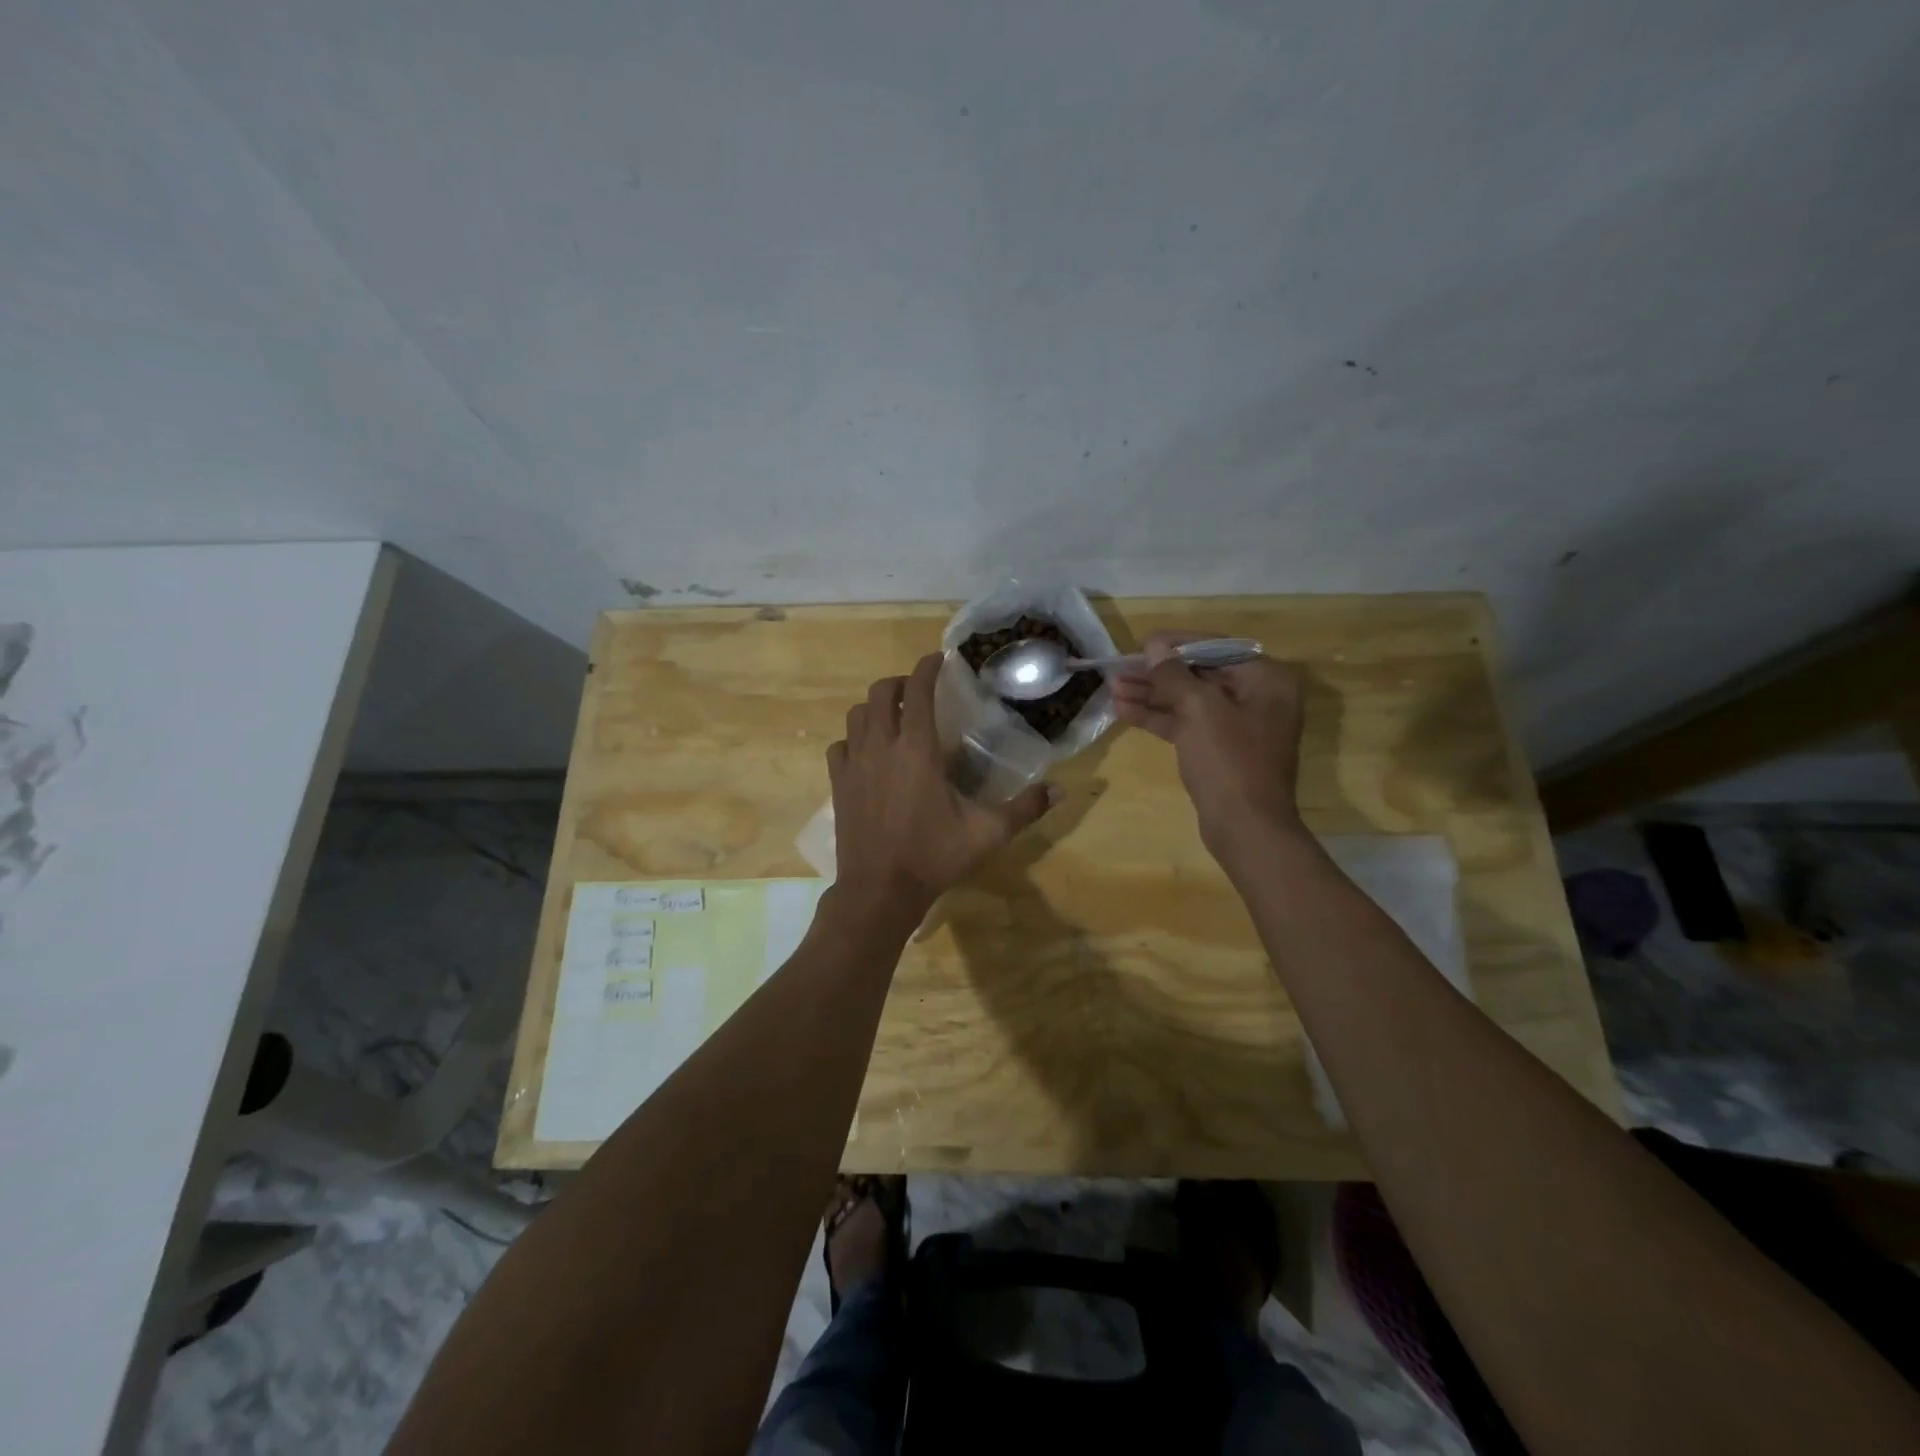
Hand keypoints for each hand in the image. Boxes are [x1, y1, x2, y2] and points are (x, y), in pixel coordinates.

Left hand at [827, 653, 1056, 928]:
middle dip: (899, 683)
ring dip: (874, 707)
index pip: (916, 691)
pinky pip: (839, 746)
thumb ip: (1025, 808)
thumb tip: (1061, 789)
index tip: (938, 660)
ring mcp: (854, 765)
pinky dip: (853, 739)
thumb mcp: (988, 833)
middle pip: (880, 693)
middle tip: (917, 690)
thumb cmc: (934, 857)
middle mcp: (881, 747)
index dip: (926, 668)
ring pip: (856, 715)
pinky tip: (866, 752)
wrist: (880, 891)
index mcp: (917, 750)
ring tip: (892, 717)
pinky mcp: (837, 784)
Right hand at [1112, 631, 1306, 853]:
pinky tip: (1125, 712)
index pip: (1217, 647)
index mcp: (1266, 679)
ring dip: (1152, 695)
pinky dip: (1159, 718)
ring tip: (1113, 689)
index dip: (1176, 644)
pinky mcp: (1220, 750)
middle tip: (1119, 669)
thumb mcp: (1199, 710)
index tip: (1142, 643)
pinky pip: (1188, 724)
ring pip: (1189, 700)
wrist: (1246, 827)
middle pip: (1200, 674)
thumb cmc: (1229, 761)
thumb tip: (1154, 645)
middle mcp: (1257, 697)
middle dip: (1157, 673)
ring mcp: (1238, 725)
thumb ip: (1174, 674)